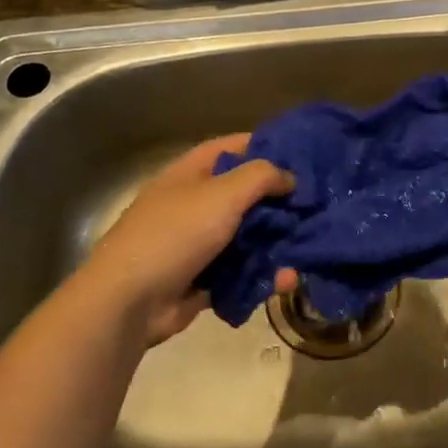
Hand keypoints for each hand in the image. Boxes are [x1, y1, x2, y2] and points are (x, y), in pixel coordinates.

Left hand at [80, 134, 295, 344]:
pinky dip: (263, 275)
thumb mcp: (222, 194)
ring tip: (308, 251)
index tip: (303, 154)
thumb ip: (261, 177)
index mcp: (190, 174)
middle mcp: (194, 204)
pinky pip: (242, 271)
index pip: (232, 148)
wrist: (130, 301)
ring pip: (248, 237)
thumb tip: (290, 177)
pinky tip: (286, 280)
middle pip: (245, 195)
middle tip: (317, 206)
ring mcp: (198, 244)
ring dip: (277, 244)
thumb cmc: (175, 234)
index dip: (266, 146)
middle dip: (280, 201)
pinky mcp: (204, 279)